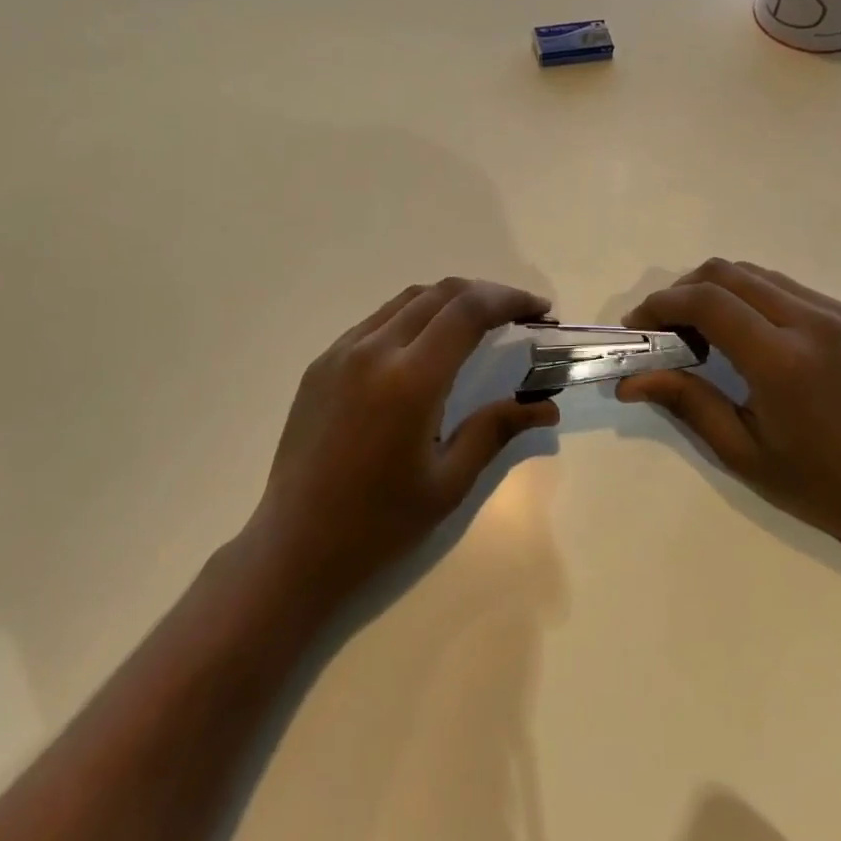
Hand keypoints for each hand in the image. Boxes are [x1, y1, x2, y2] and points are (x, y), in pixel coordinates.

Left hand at [247, 277, 561, 600]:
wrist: (293, 547)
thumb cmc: (379, 524)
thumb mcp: (448, 482)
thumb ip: (496, 430)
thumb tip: (547, 407)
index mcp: (410, 379)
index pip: (468, 311)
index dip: (510, 300)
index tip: (540, 311)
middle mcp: (373, 350)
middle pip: (440, 294)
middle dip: (486, 294)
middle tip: (517, 315)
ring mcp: (341, 352)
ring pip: (406, 300)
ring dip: (449, 301)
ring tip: (478, 324)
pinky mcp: (321, 363)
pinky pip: (377, 321)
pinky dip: (413, 317)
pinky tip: (426, 346)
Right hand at [617, 259, 840, 554]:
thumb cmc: (817, 484)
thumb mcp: (741, 451)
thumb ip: (685, 402)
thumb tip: (629, 381)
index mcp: (783, 361)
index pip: (707, 302)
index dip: (661, 305)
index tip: (637, 328)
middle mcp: (811, 322)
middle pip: (725, 273)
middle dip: (682, 292)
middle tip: (663, 330)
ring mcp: (835, 313)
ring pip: (753, 274)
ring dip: (714, 291)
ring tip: (699, 332)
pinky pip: (782, 287)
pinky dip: (747, 297)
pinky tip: (742, 334)